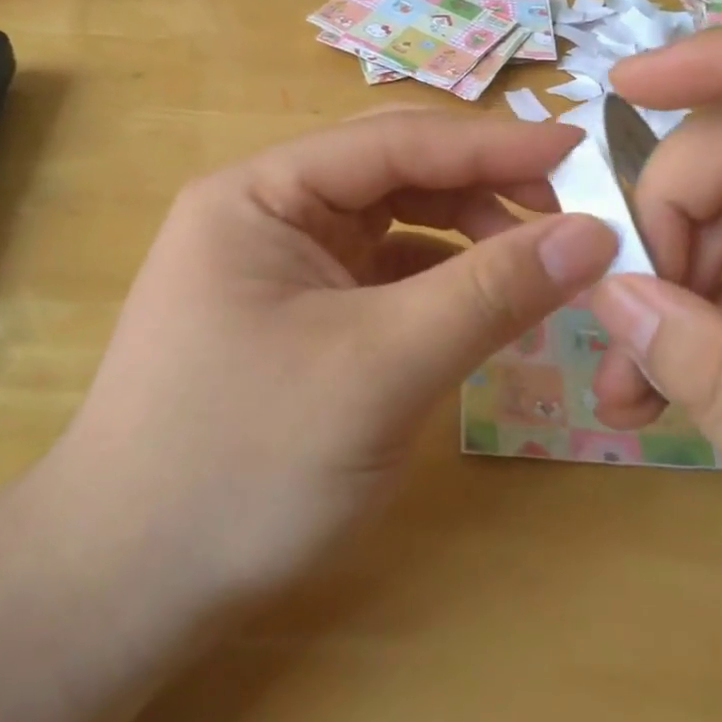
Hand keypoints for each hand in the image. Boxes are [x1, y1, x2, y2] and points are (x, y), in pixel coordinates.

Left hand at [40, 111, 616, 610]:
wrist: (129, 581)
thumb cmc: (244, 463)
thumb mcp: (379, 369)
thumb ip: (488, 293)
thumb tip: (591, 233)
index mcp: (261, 193)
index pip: (393, 141)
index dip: (491, 144)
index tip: (580, 153)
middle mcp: (266, 212)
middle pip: (392, 172)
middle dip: (479, 186)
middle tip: (565, 215)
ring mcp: (279, 264)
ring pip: (391, 222)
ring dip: (463, 233)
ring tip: (533, 265)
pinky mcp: (295, 313)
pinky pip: (380, 273)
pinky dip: (437, 279)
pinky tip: (480, 302)